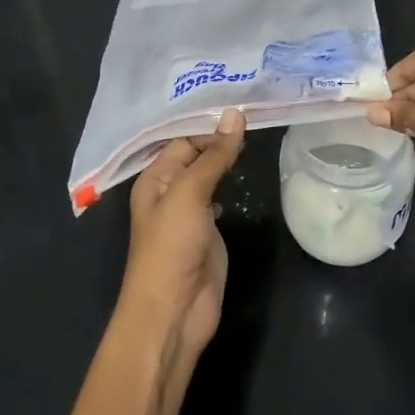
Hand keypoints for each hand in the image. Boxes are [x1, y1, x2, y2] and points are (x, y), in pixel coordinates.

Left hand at [118, 108, 244, 365]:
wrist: (174, 312)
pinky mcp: (209, 231)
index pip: (184, 137)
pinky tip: (248, 170)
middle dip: (221, 136)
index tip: (243, 102)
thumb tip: (234, 113)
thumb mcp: (190, 194)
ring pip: (210, 174)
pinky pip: (221, 197)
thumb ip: (214, 155)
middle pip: (197, 154)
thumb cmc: (171, 247)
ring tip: (258, 130)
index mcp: (156, 177)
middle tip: (257, 109)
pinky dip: (233, 182)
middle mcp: (170, 190)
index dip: (210, 121)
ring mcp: (191, 211)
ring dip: (227, 157)